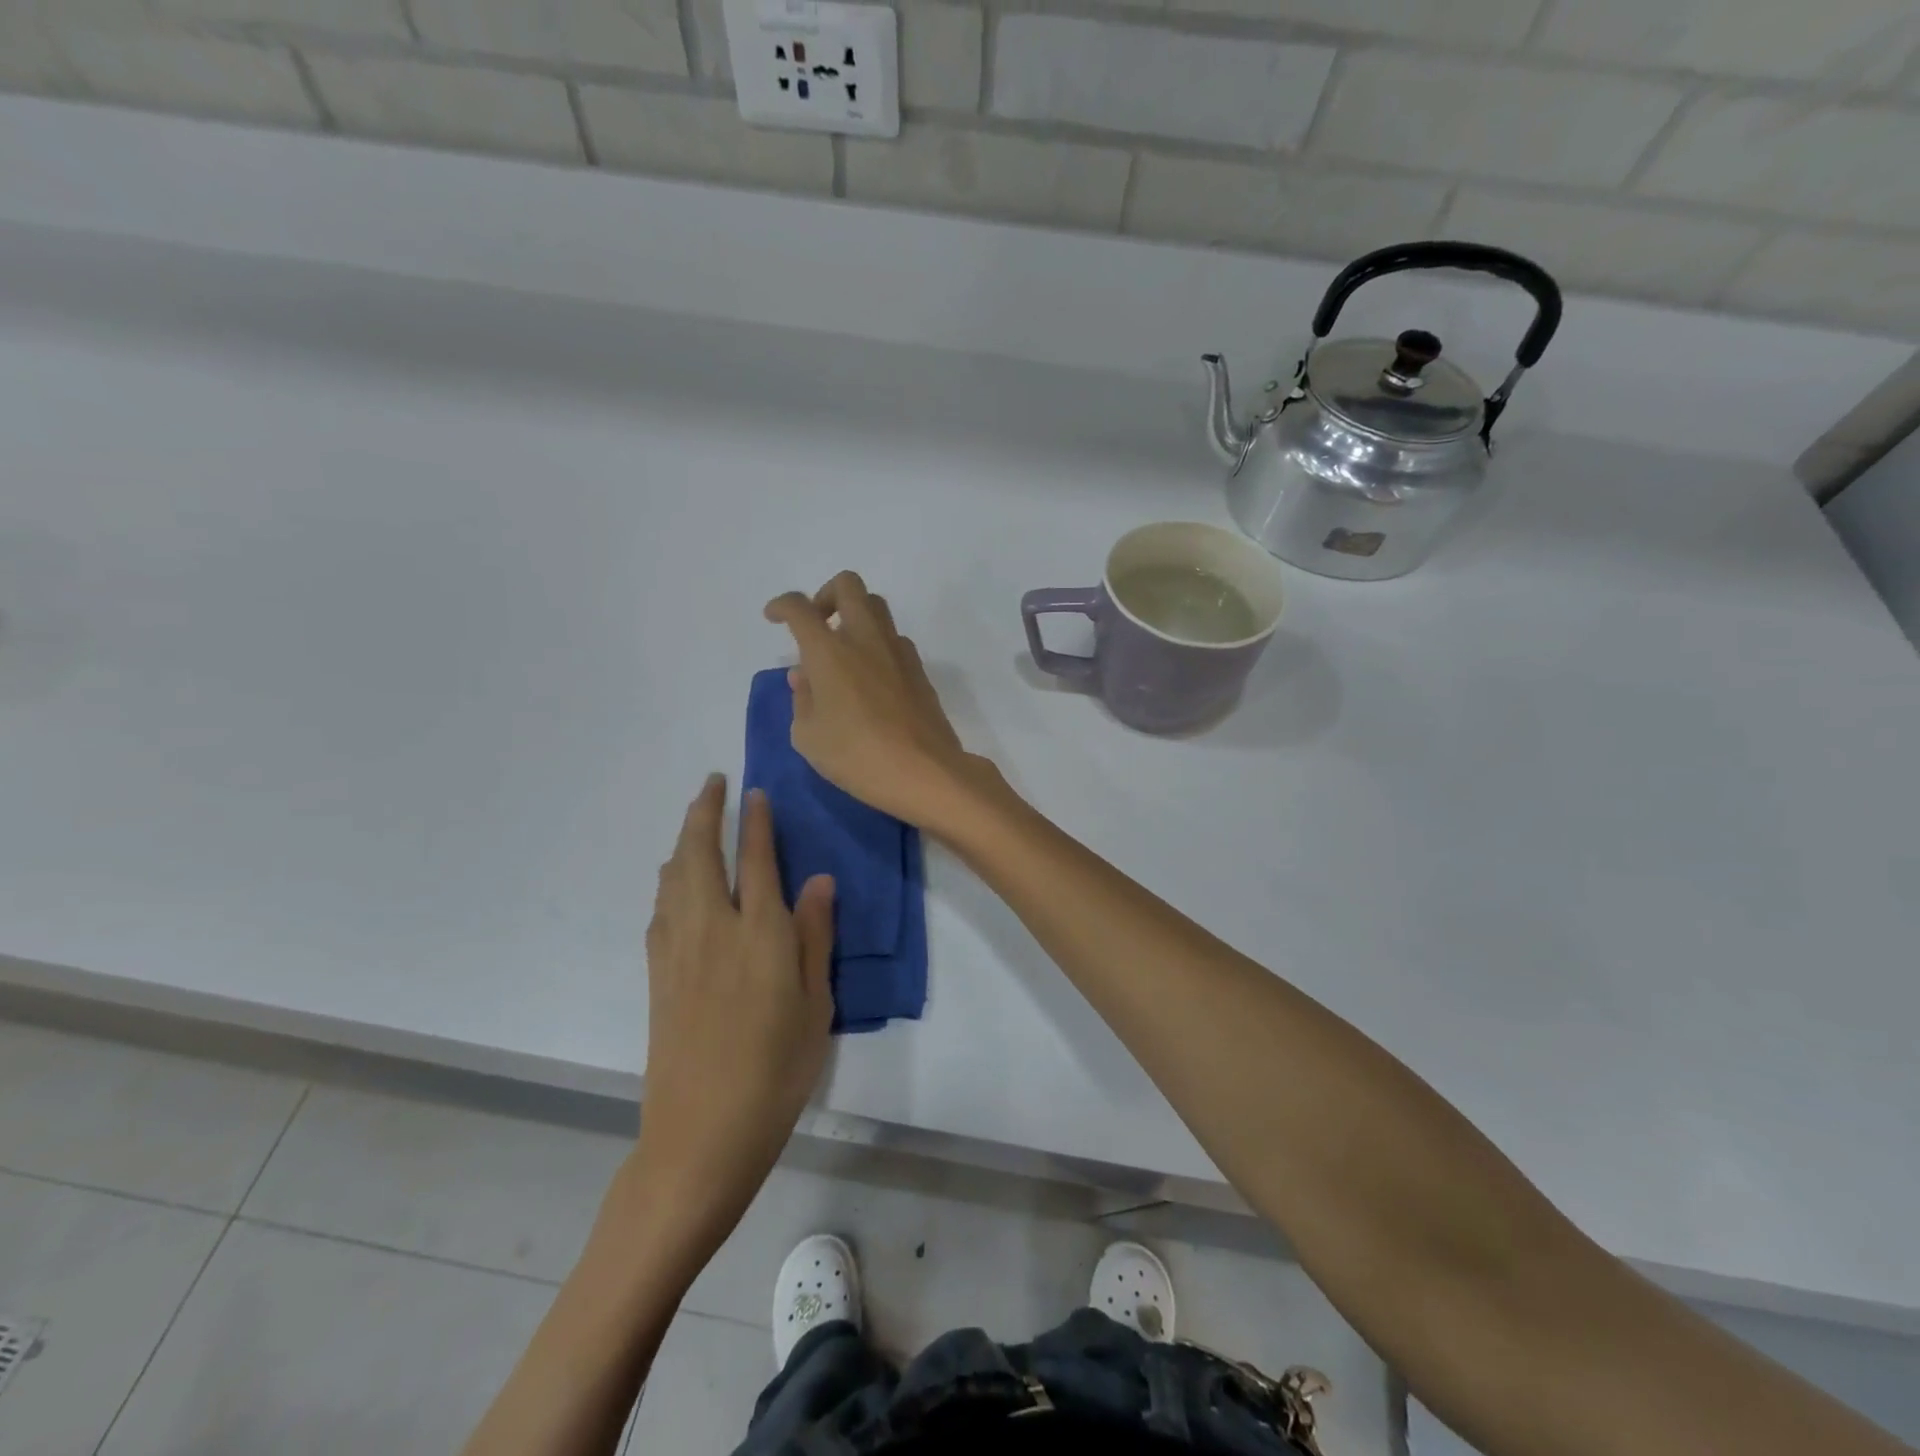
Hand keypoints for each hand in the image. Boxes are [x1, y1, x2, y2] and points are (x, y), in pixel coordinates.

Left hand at [631, 775, 834, 1260]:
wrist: (700, 1135)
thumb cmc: (775, 1073)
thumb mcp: (815, 1006)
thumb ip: (814, 937)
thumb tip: (819, 881)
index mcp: (759, 935)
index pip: (756, 861)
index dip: (756, 823)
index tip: (754, 792)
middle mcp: (712, 930)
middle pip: (700, 855)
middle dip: (704, 813)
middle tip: (712, 784)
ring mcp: (677, 951)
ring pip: (673, 877)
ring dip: (682, 840)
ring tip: (693, 821)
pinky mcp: (658, 975)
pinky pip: (661, 908)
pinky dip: (668, 880)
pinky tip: (674, 881)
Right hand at [764, 570, 982, 829]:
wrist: (925, 771)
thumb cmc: (857, 756)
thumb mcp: (808, 737)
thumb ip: (802, 699)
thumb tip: (805, 676)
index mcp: (830, 651)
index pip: (800, 608)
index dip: (782, 605)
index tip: (774, 616)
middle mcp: (865, 639)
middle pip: (848, 585)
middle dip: (826, 595)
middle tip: (817, 625)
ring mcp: (897, 651)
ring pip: (876, 607)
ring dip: (854, 616)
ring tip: (842, 653)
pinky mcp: (919, 669)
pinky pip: (893, 638)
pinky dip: (876, 644)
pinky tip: (869, 678)